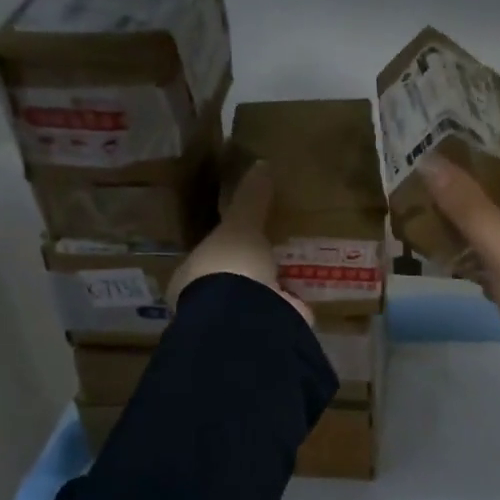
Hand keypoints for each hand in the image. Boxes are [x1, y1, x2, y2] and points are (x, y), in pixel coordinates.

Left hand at [168, 162, 312, 323]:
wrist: (248, 316)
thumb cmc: (230, 266)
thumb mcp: (241, 224)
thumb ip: (251, 199)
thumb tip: (261, 164)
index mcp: (190, 278)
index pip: (205, 259)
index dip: (221, 249)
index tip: (241, 238)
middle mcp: (209, 303)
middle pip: (230, 282)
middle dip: (249, 272)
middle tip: (272, 252)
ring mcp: (237, 323)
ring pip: (255, 301)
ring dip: (272, 290)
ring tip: (295, 270)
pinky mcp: (266, 334)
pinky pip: (282, 315)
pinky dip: (293, 306)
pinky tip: (308, 294)